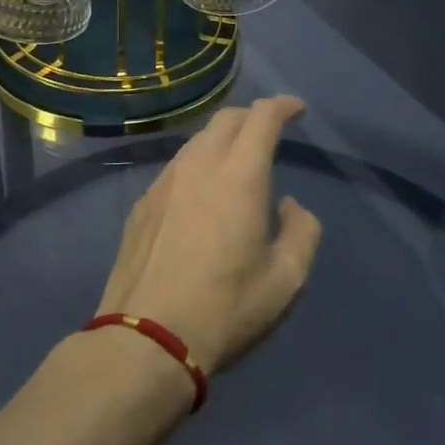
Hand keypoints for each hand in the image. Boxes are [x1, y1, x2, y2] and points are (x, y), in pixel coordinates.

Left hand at [95, 97, 322, 376]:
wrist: (146, 338)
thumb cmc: (226, 308)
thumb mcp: (286, 279)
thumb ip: (302, 231)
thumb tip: (290, 205)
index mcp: (239, 175)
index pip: (262, 117)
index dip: (283, 106)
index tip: (297, 110)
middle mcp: (199, 165)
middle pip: (226, 119)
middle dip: (252, 116)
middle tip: (269, 132)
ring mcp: (164, 182)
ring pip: (197, 141)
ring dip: (222, 140)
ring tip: (236, 162)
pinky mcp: (142, 204)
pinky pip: (176, 167)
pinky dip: (197, 165)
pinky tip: (201, 194)